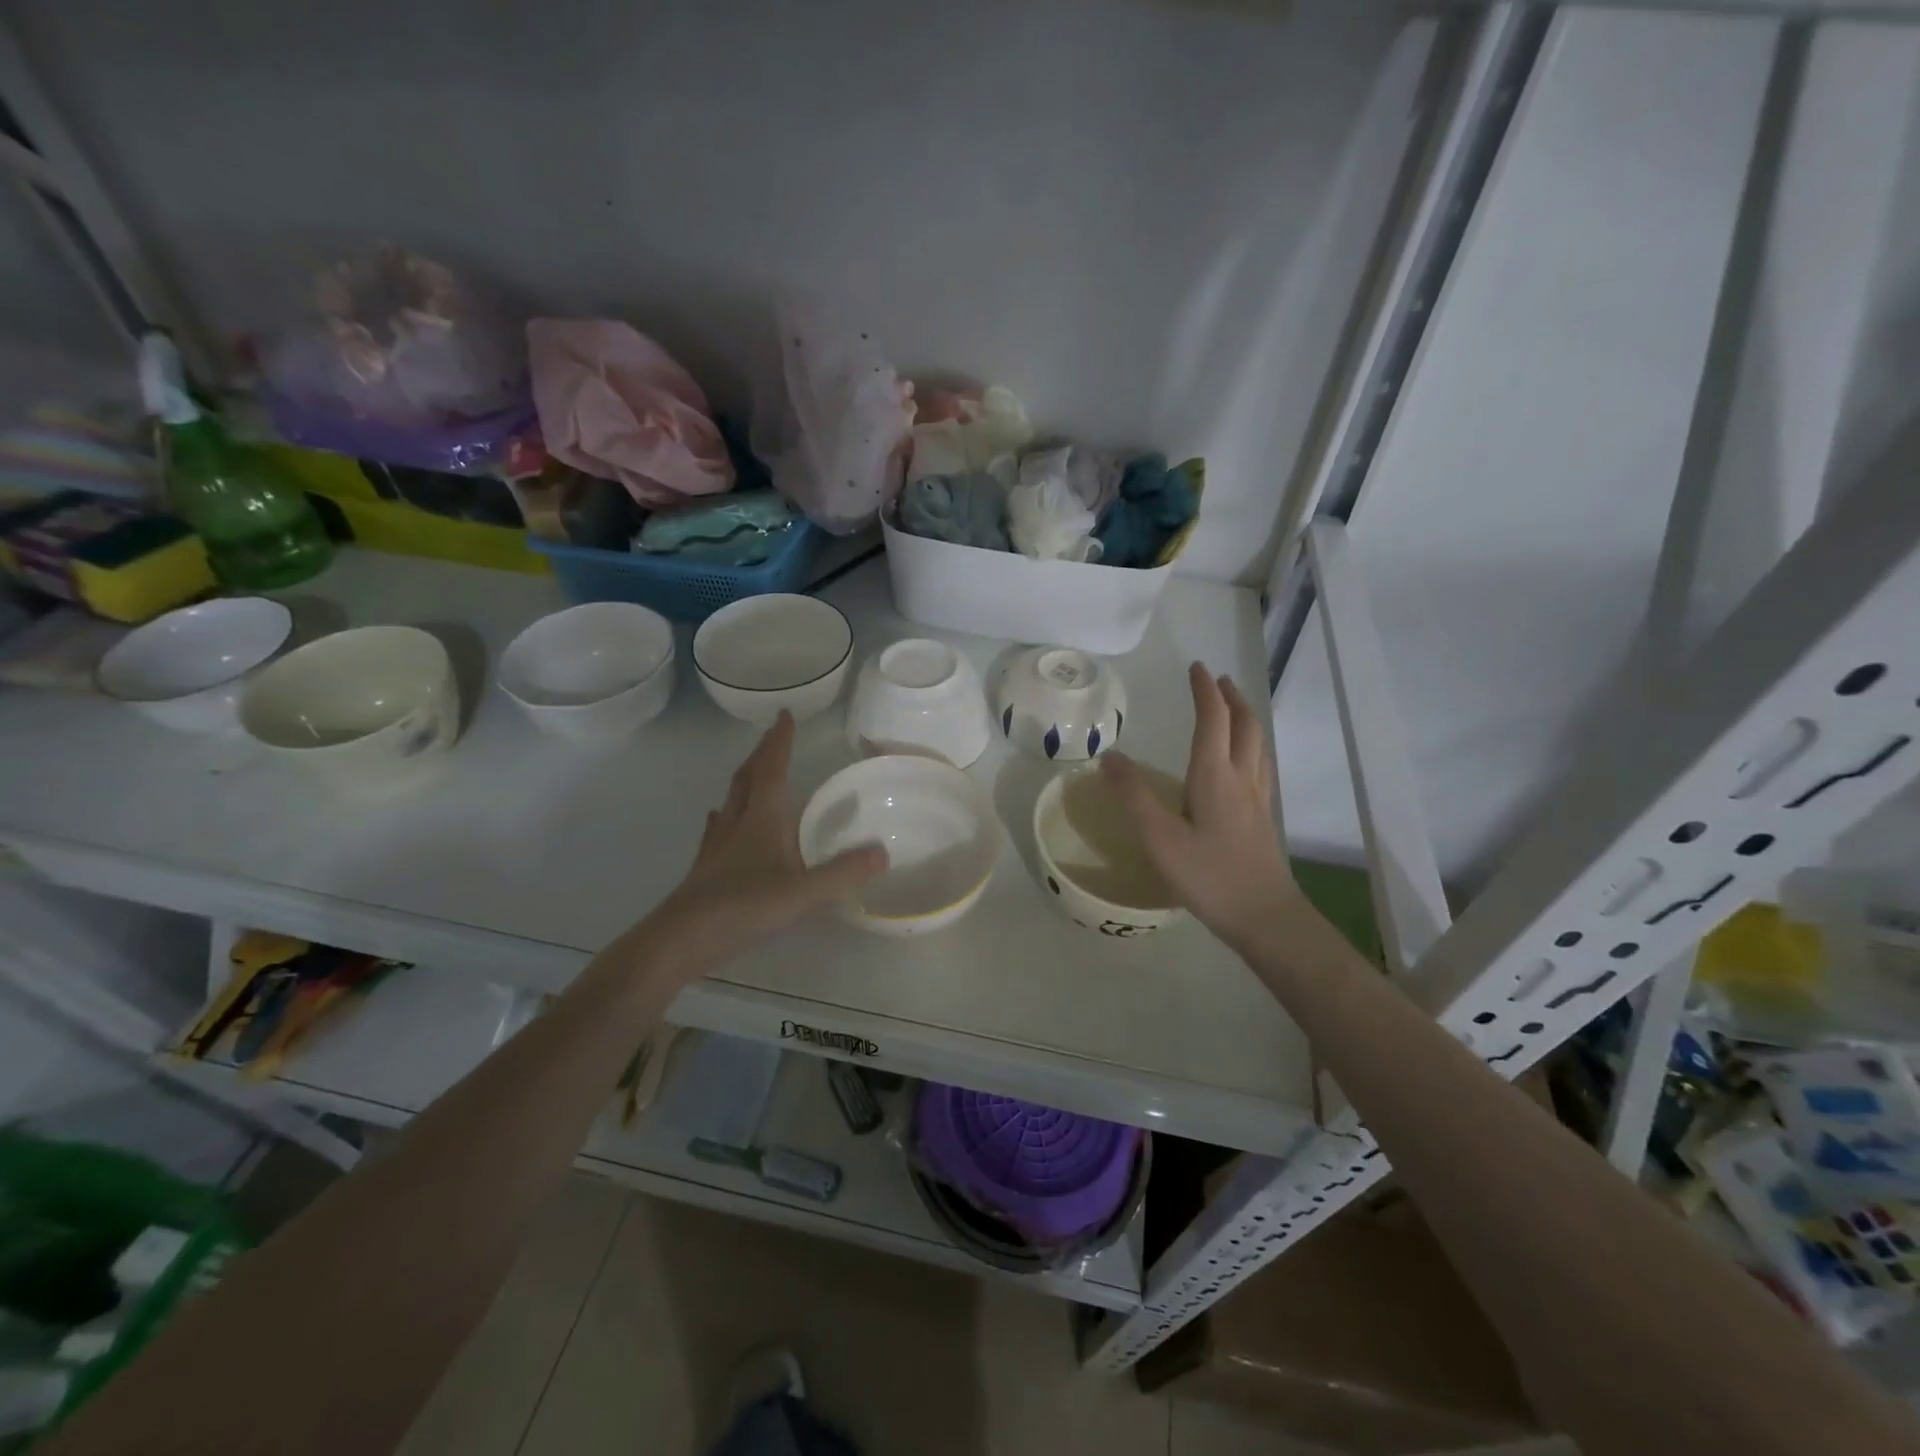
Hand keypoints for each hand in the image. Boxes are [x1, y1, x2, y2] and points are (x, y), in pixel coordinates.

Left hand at [639, 712, 886, 973]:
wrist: (683, 938)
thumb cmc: (746, 906)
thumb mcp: (804, 892)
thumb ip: (843, 872)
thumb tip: (883, 852)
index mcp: (762, 817)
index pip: (772, 769)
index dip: (780, 742)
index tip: (784, 715)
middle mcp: (737, 822)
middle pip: (748, 777)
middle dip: (762, 754)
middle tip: (773, 737)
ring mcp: (718, 844)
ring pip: (731, 800)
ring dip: (745, 780)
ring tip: (753, 773)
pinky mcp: (706, 867)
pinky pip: (718, 828)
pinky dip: (726, 816)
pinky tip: (722, 821)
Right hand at [1100, 664, 1299, 952]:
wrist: (1266, 917)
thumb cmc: (1209, 876)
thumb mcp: (1160, 838)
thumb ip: (1133, 796)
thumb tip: (1109, 756)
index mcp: (1216, 776)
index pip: (1213, 719)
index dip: (1205, 691)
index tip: (1196, 667)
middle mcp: (1242, 779)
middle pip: (1244, 726)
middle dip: (1231, 698)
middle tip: (1218, 680)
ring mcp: (1258, 799)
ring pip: (1257, 745)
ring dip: (1245, 718)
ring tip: (1233, 710)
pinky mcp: (1263, 819)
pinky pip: (1260, 766)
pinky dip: (1251, 746)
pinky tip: (1243, 763)